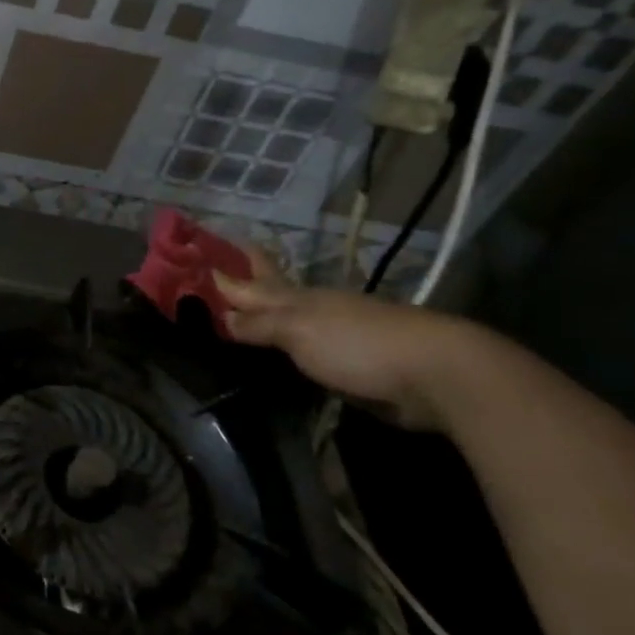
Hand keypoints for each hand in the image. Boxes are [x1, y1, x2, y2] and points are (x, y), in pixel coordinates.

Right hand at [210, 248, 478, 431]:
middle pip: (273, 295)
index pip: (254, 280)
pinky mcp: (352, 366)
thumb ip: (259, 323)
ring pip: (289, 324)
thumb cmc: (357, 343)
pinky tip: (278, 356)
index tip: (200, 260)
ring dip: (265, 319)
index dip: (229, 271)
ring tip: (237, 317)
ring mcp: (335, 337)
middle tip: (218, 275)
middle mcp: (314, 312)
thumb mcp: (298, 330)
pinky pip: (306, 353)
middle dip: (247, 285)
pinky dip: (287, 350)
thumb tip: (221, 314)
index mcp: (299, 297)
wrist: (434, 375)